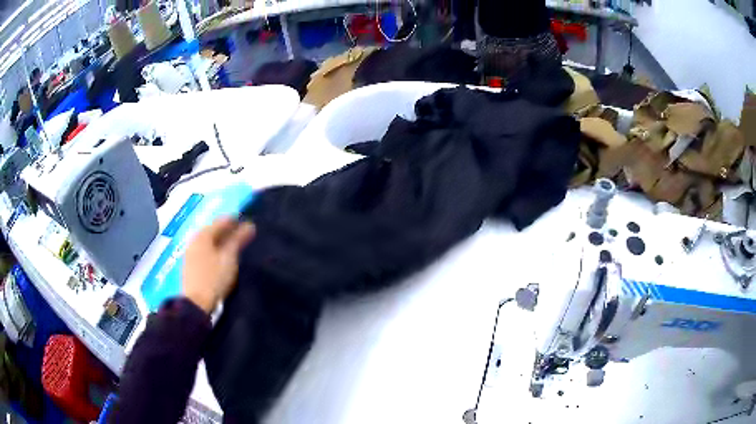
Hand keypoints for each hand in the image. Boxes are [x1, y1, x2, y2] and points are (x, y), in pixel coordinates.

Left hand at [183, 218, 255, 313]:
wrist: (196, 303)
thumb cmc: (214, 278)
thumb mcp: (229, 258)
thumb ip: (239, 239)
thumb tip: (250, 225)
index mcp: (203, 234)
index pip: (222, 221)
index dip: (237, 221)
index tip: (250, 226)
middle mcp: (195, 239)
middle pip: (214, 230)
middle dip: (229, 231)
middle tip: (244, 237)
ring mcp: (191, 251)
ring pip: (209, 241)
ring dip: (222, 241)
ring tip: (236, 248)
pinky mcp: (190, 263)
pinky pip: (205, 250)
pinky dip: (215, 250)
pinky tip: (222, 257)